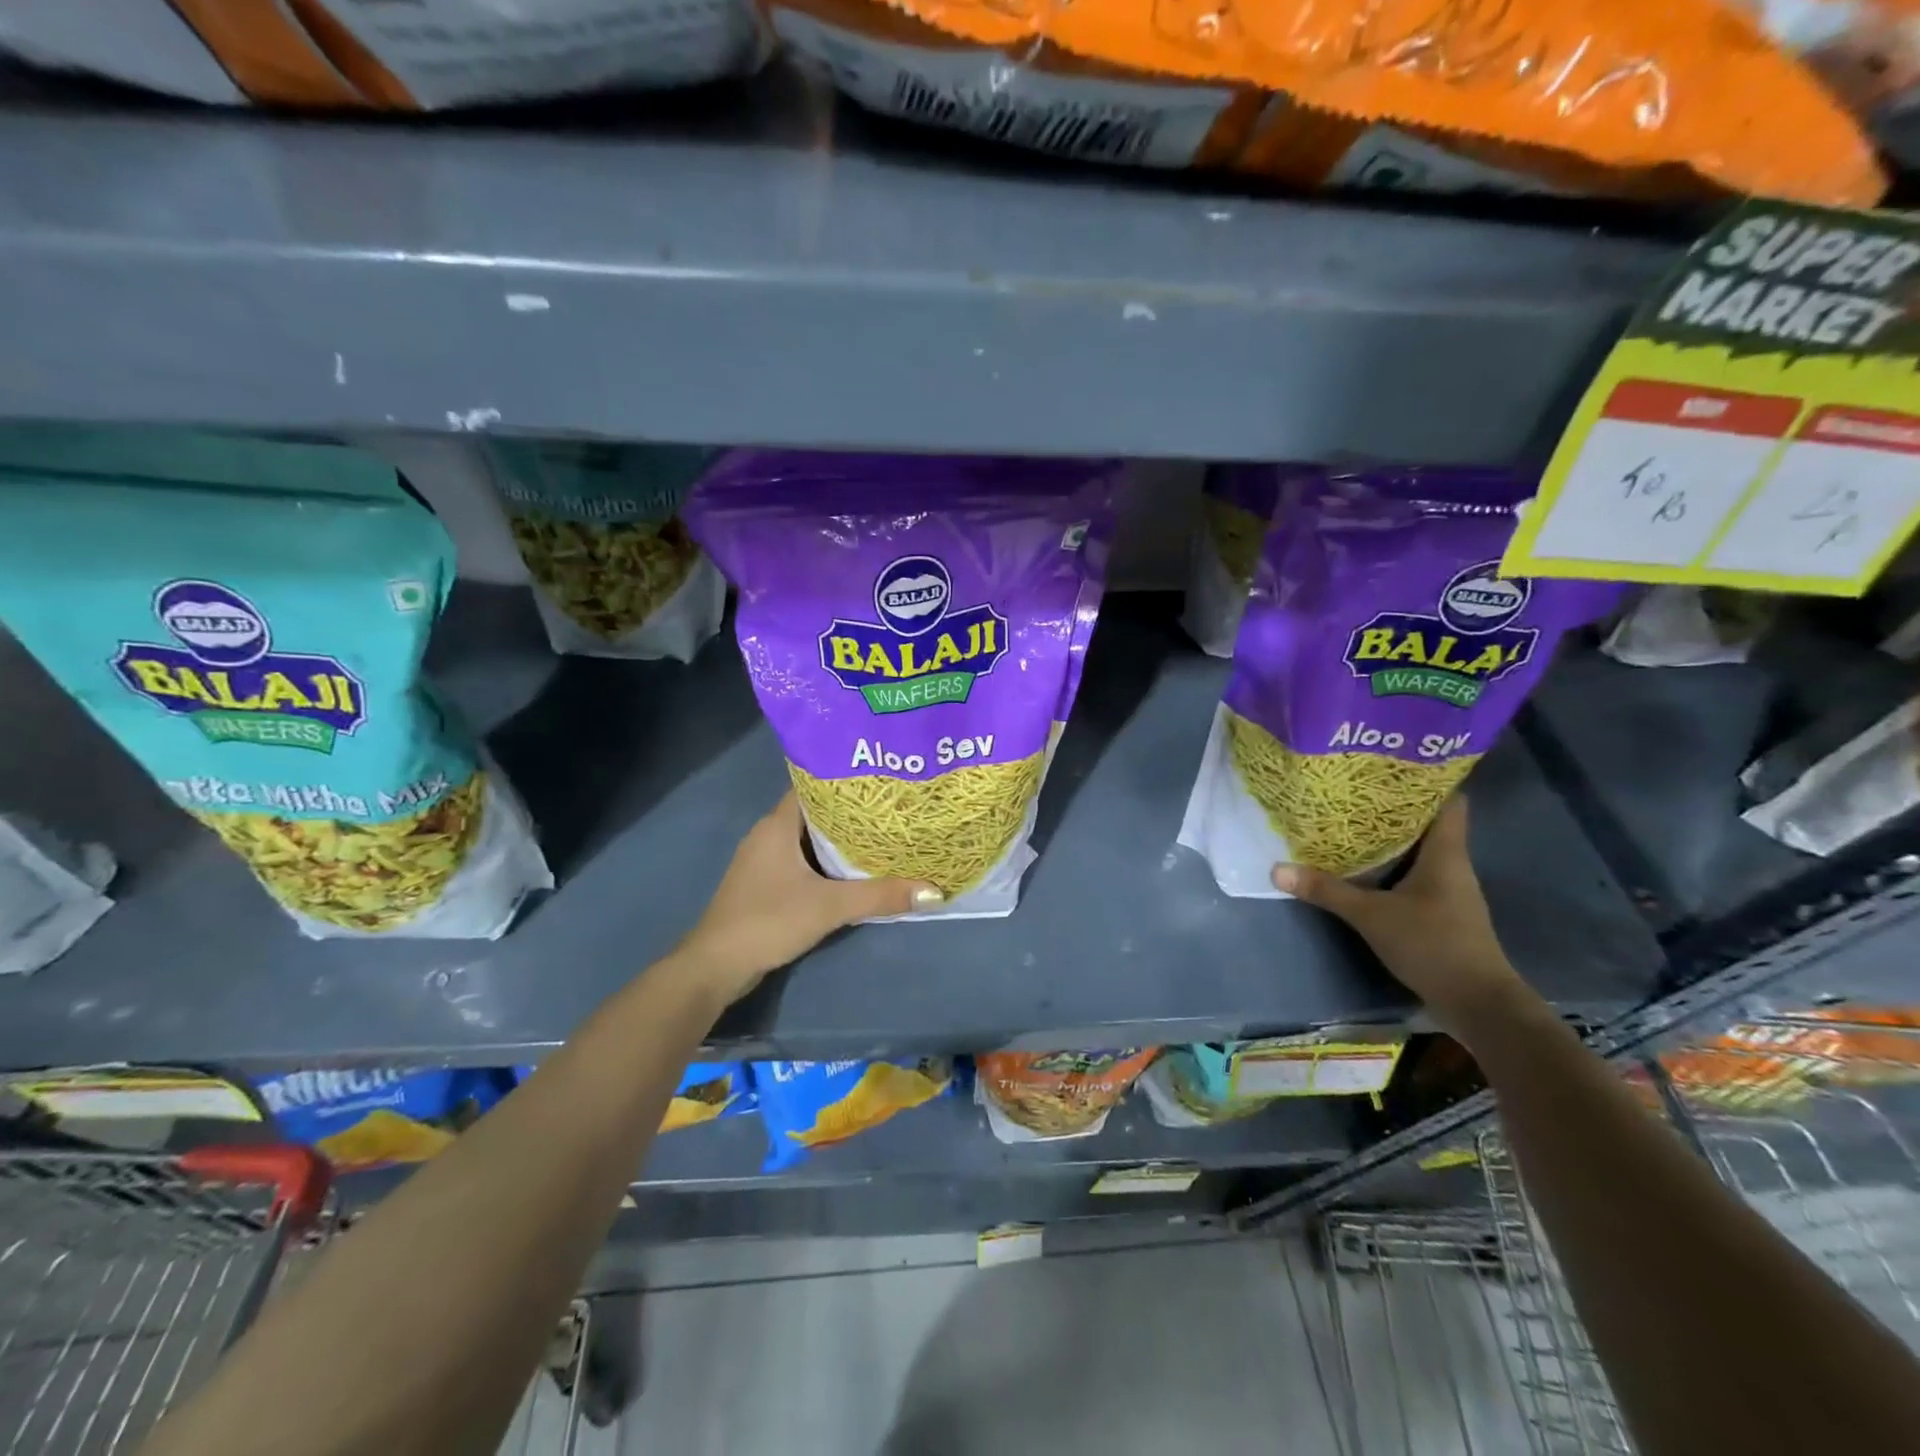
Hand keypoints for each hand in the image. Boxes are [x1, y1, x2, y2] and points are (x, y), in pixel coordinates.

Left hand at [674, 792, 941, 1003]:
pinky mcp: (765, 884)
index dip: (847, 781)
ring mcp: (764, 860)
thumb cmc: (768, 920)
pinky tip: (854, 871)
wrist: (716, 966)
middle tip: (893, 809)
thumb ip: (880, 896)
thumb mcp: (829, 907)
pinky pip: (802, 861)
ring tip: (883, 836)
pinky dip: (827, 862)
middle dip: (852, 812)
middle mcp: (768, 834)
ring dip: (840, 840)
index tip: (883, 781)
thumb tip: (934, 890)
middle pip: (816, 812)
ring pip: (809, 839)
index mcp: (777, 824)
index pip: (815, 786)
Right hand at [1271, 797, 1530, 1036]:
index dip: (1427, 780)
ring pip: (1420, 851)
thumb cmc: (1433, 944)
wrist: (1479, 1002)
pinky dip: (1392, 867)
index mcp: (1445, 854)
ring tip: (1349, 822)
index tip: (1391, 766)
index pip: (1449, 802)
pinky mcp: (1441, 912)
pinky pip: (1415, 875)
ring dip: (1391, 838)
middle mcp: (1452, 865)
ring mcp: (1449, 891)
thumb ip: (1326, 891)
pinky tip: (1364, 868)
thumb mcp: (1371, 916)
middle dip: (1393, 807)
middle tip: (1352, 790)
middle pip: (1428, 823)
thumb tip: (1277, 868)